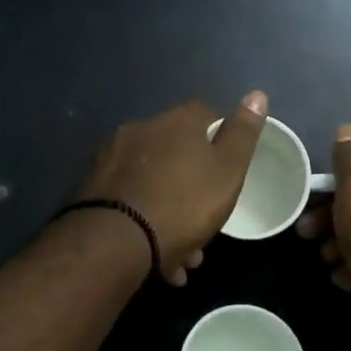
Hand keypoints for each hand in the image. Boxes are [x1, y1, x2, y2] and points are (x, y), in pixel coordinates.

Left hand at [79, 91, 268, 283]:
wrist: (117, 241)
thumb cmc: (184, 204)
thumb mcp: (228, 171)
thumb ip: (243, 135)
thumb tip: (257, 94)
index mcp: (176, 122)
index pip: (205, 115)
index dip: (219, 139)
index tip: (227, 169)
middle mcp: (140, 130)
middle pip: (175, 153)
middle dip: (192, 187)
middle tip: (205, 224)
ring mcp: (112, 158)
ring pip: (153, 182)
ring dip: (169, 212)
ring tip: (182, 253)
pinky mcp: (93, 188)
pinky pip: (130, 201)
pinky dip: (144, 221)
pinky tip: (156, 256)